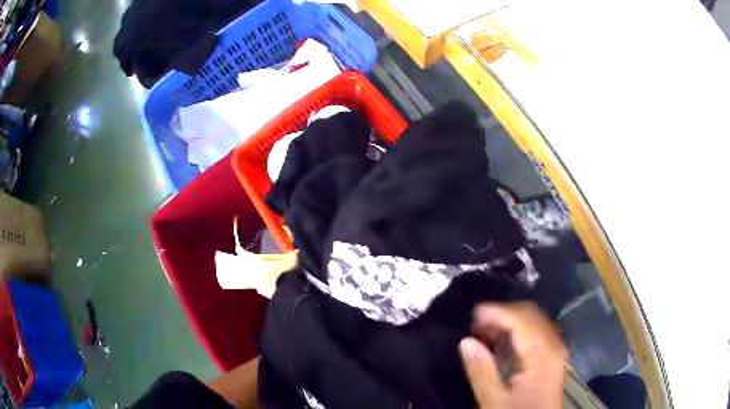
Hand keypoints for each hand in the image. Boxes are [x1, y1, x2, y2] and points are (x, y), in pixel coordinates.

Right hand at [459, 302, 566, 408]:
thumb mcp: (494, 402)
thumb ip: (481, 372)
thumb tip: (466, 341)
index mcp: (543, 355)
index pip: (523, 320)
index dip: (498, 312)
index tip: (473, 314)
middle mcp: (554, 346)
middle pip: (531, 315)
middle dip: (503, 313)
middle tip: (476, 323)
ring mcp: (555, 350)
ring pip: (534, 321)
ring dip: (510, 320)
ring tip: (484, 330)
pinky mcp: (552, 356)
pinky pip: (536, 332)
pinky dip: (517, 330)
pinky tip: (501, 340)